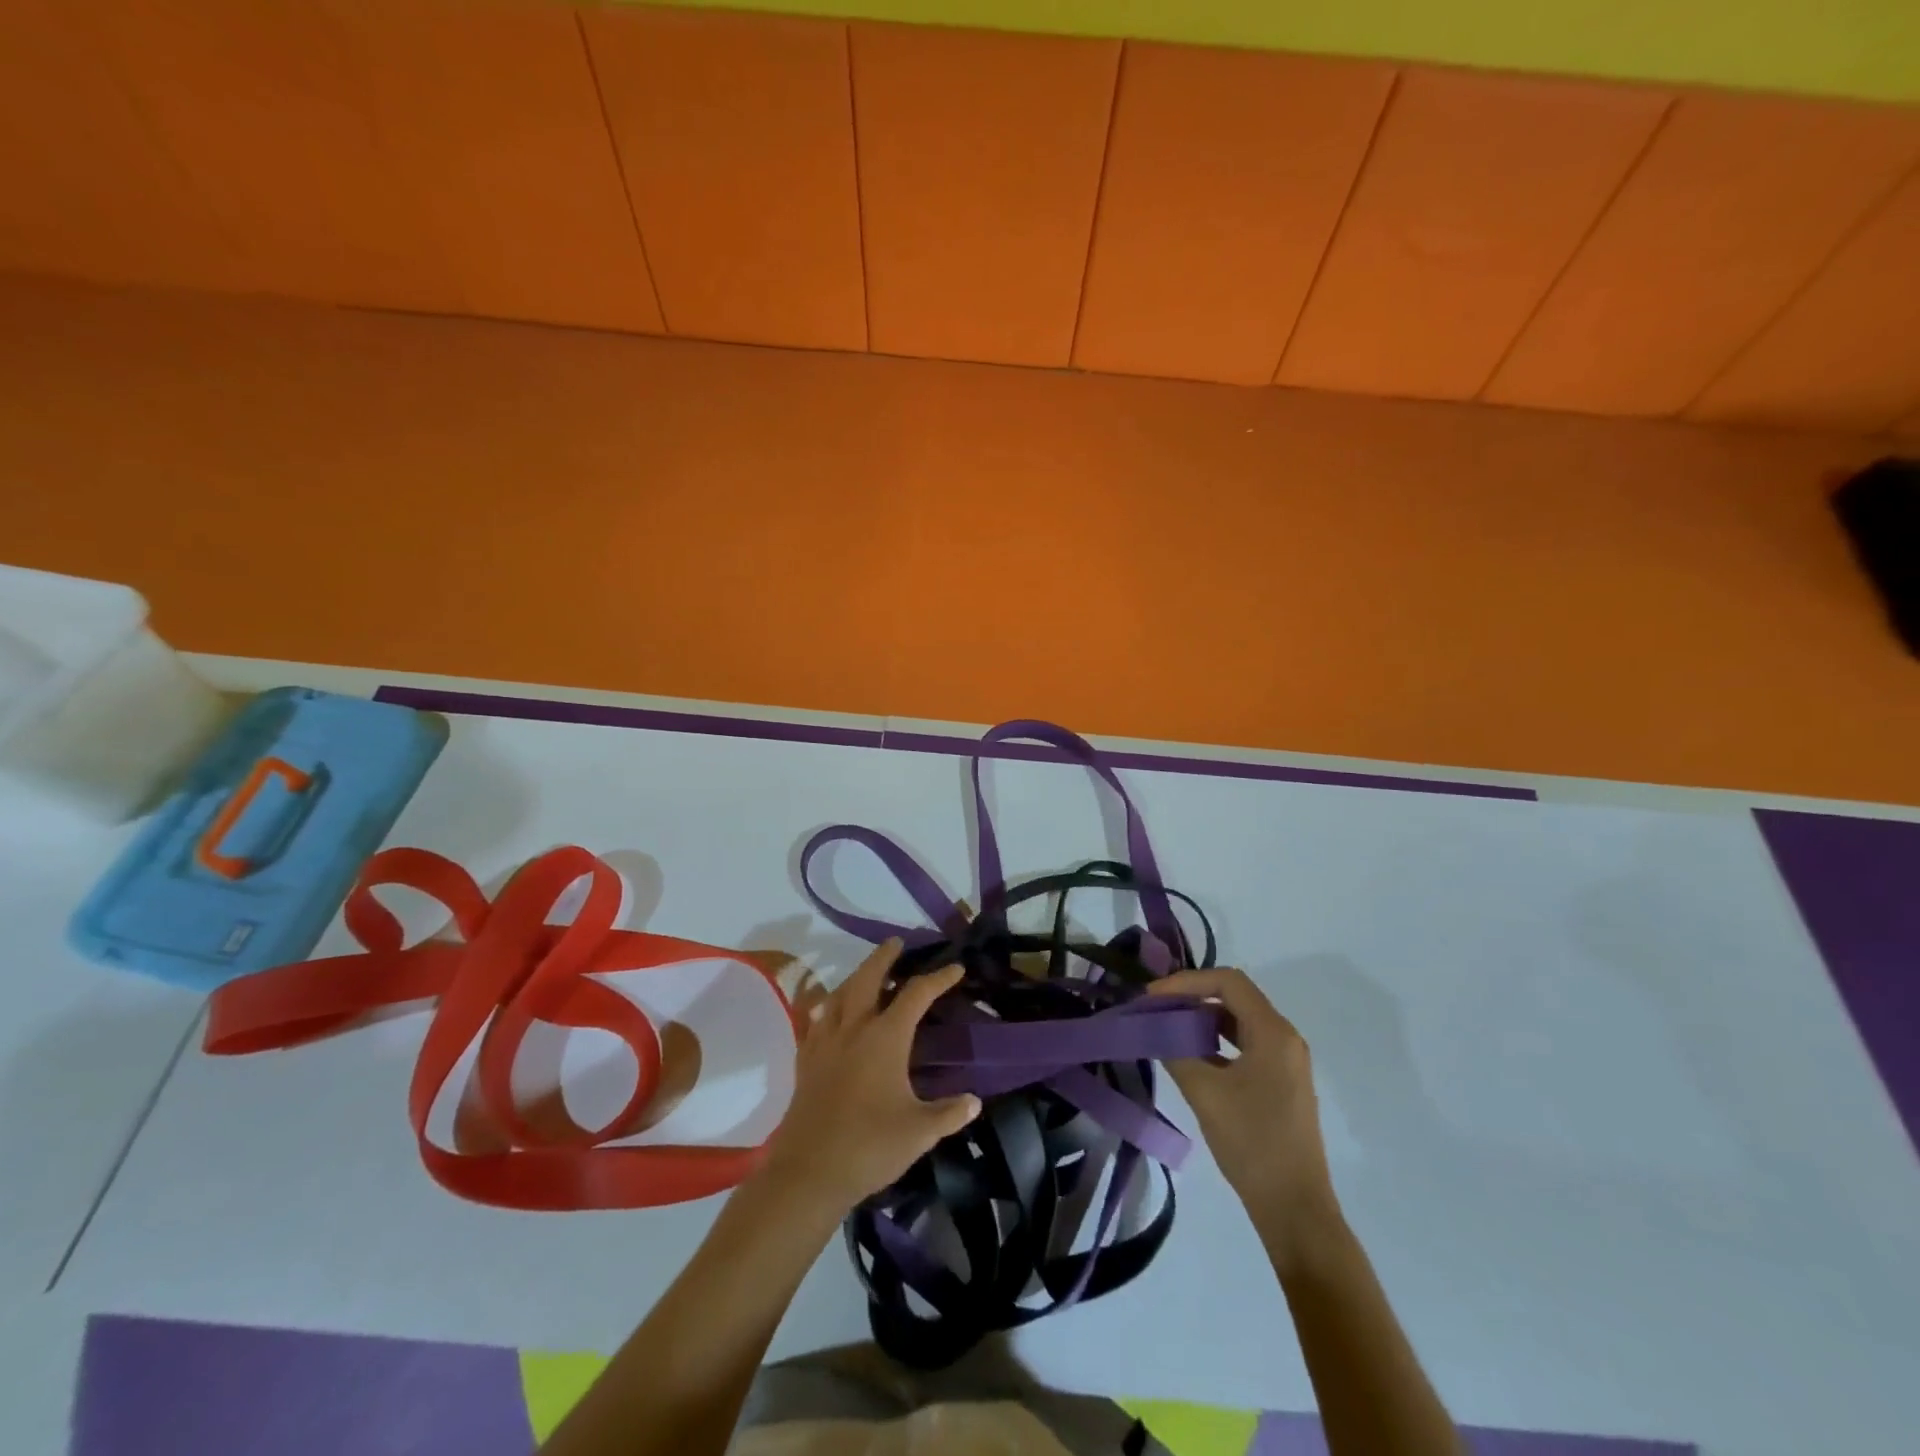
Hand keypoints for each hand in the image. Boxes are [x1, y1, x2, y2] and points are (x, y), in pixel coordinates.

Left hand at [760, 939, 980, 1217]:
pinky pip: (816, 1020)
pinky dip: (826, 1007)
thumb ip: (949, 1113)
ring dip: (855, 976)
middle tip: (896, 942)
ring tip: (866, 973)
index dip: (938, 978)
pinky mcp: (806, 1061)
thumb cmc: (870, 1146)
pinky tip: (828, 1011)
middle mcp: (854, 1028)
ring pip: (839, 994)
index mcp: (885, 1037)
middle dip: (884, 957)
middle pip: (868, 978)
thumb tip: (974, 1101)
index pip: (916, 994)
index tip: (955, 969)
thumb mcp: (919, 1132)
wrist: (809, 1172)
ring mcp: (825, 1042)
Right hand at [1147, 968, 1339, 1258]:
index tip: (1153, 997)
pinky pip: (1244, 1045)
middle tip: (1155, 1008)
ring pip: (1238, 1021)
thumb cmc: (1252, 1143)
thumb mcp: (1205, 1092)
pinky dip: (1215, 1041)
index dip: (1186, 982)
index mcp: (1273, 1033)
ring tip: (1167, 1027)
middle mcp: (1284, 1038)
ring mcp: (1285, 1062)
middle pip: (1234, 997)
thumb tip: (1151, 1026)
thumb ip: (1174, 1050)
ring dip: (1201, 1019)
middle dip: (1191, 997)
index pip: (1227, 982)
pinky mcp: (1280, 1083)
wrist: (1294, 1208)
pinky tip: (1189, 1055)